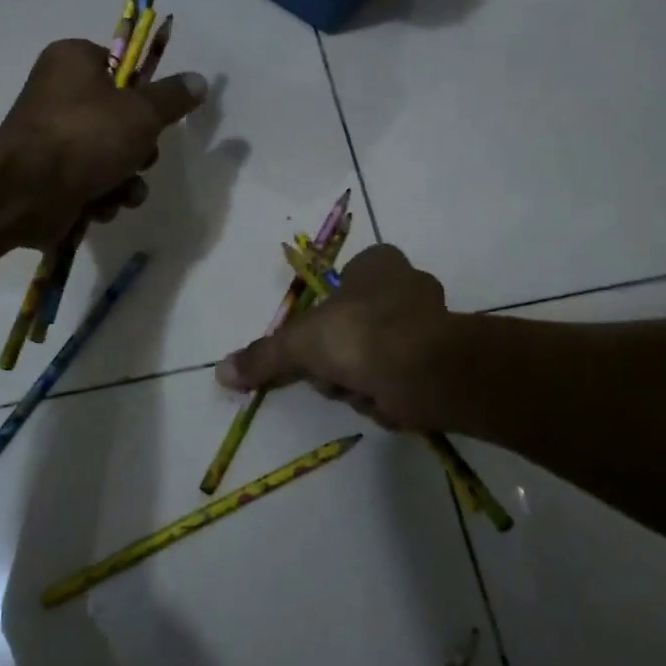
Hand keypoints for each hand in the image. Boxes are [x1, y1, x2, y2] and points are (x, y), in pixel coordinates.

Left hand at [0, 39, 206, 248]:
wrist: (26, 190)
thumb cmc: (86, 135)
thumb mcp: (143, 111)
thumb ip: (173, 97)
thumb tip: (199, 80)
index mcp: (73, 61)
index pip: (120, 67)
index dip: (143, 94)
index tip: (155, 115)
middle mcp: (58, 95)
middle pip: (119, 119)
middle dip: (138, 149)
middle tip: (140, 158)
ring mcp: (51, 139)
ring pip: (109, 157)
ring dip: (125, 180)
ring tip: (122, 191)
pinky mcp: (48, 178)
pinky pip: (88, 184)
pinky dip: (100, 197)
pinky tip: (100, 206)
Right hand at [216, 245, 460, 430]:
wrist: (423, 370)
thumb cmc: (358, 334)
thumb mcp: (298, 343)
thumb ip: (262, 356)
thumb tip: (221, 371)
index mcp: (378, 264)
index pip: (347, 281)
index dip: (328, 315)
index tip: (318, 343)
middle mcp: (409, 285)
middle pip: (357, 324)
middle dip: (341, 355)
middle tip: (333, 371)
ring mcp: (431, 323)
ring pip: (377, 354)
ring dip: (362, 378)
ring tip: (360, 388)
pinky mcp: (443, 361)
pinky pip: (400, 378)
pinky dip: (387, 395)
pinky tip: (383, 401)